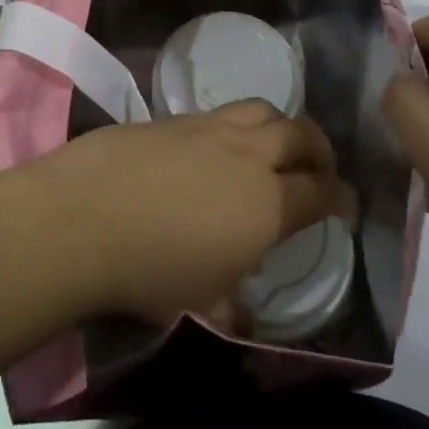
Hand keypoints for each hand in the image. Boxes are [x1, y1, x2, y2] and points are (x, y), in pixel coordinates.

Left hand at [28, 99, 355, 323]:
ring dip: (278, 125)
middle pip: (299, 133)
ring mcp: (205, 128)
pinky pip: (215, 114)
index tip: (347, 205)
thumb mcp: (202, 305)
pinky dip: (230, 128)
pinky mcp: (169, 118)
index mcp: (268, 203)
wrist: (81, 218)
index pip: (323, 192)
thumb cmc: (151, 272)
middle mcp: (246, 155)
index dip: (343, 197)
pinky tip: (210, 151)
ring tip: (270, 146)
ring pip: (260, 109)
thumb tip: (243, 319)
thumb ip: (232, 309)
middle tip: (318, 167)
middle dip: (319, 148)